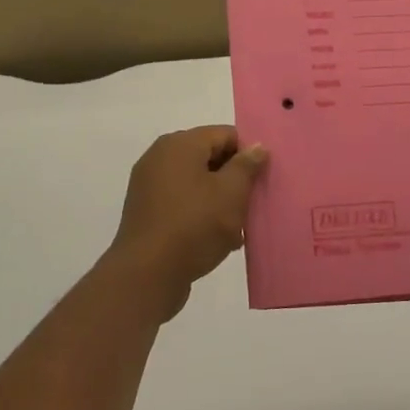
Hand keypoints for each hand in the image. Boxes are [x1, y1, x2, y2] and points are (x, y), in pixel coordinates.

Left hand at [109, 126, 267, 320]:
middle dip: (234, 179)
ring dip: (219, 200)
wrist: (147, 275)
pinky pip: (182, 203)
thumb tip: (256, 146)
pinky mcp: (147, 212)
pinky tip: (218, 240)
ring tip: (237, 228)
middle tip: (252, 203)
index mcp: (179, 144)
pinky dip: (200, 214)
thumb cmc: (194, 226)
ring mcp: (150, 185)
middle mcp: (160, 157)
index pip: (224, 134)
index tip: (263, 177)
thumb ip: (246, 166)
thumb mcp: (231, 194)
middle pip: (209, 157)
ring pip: (197, 183)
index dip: (248, 152)